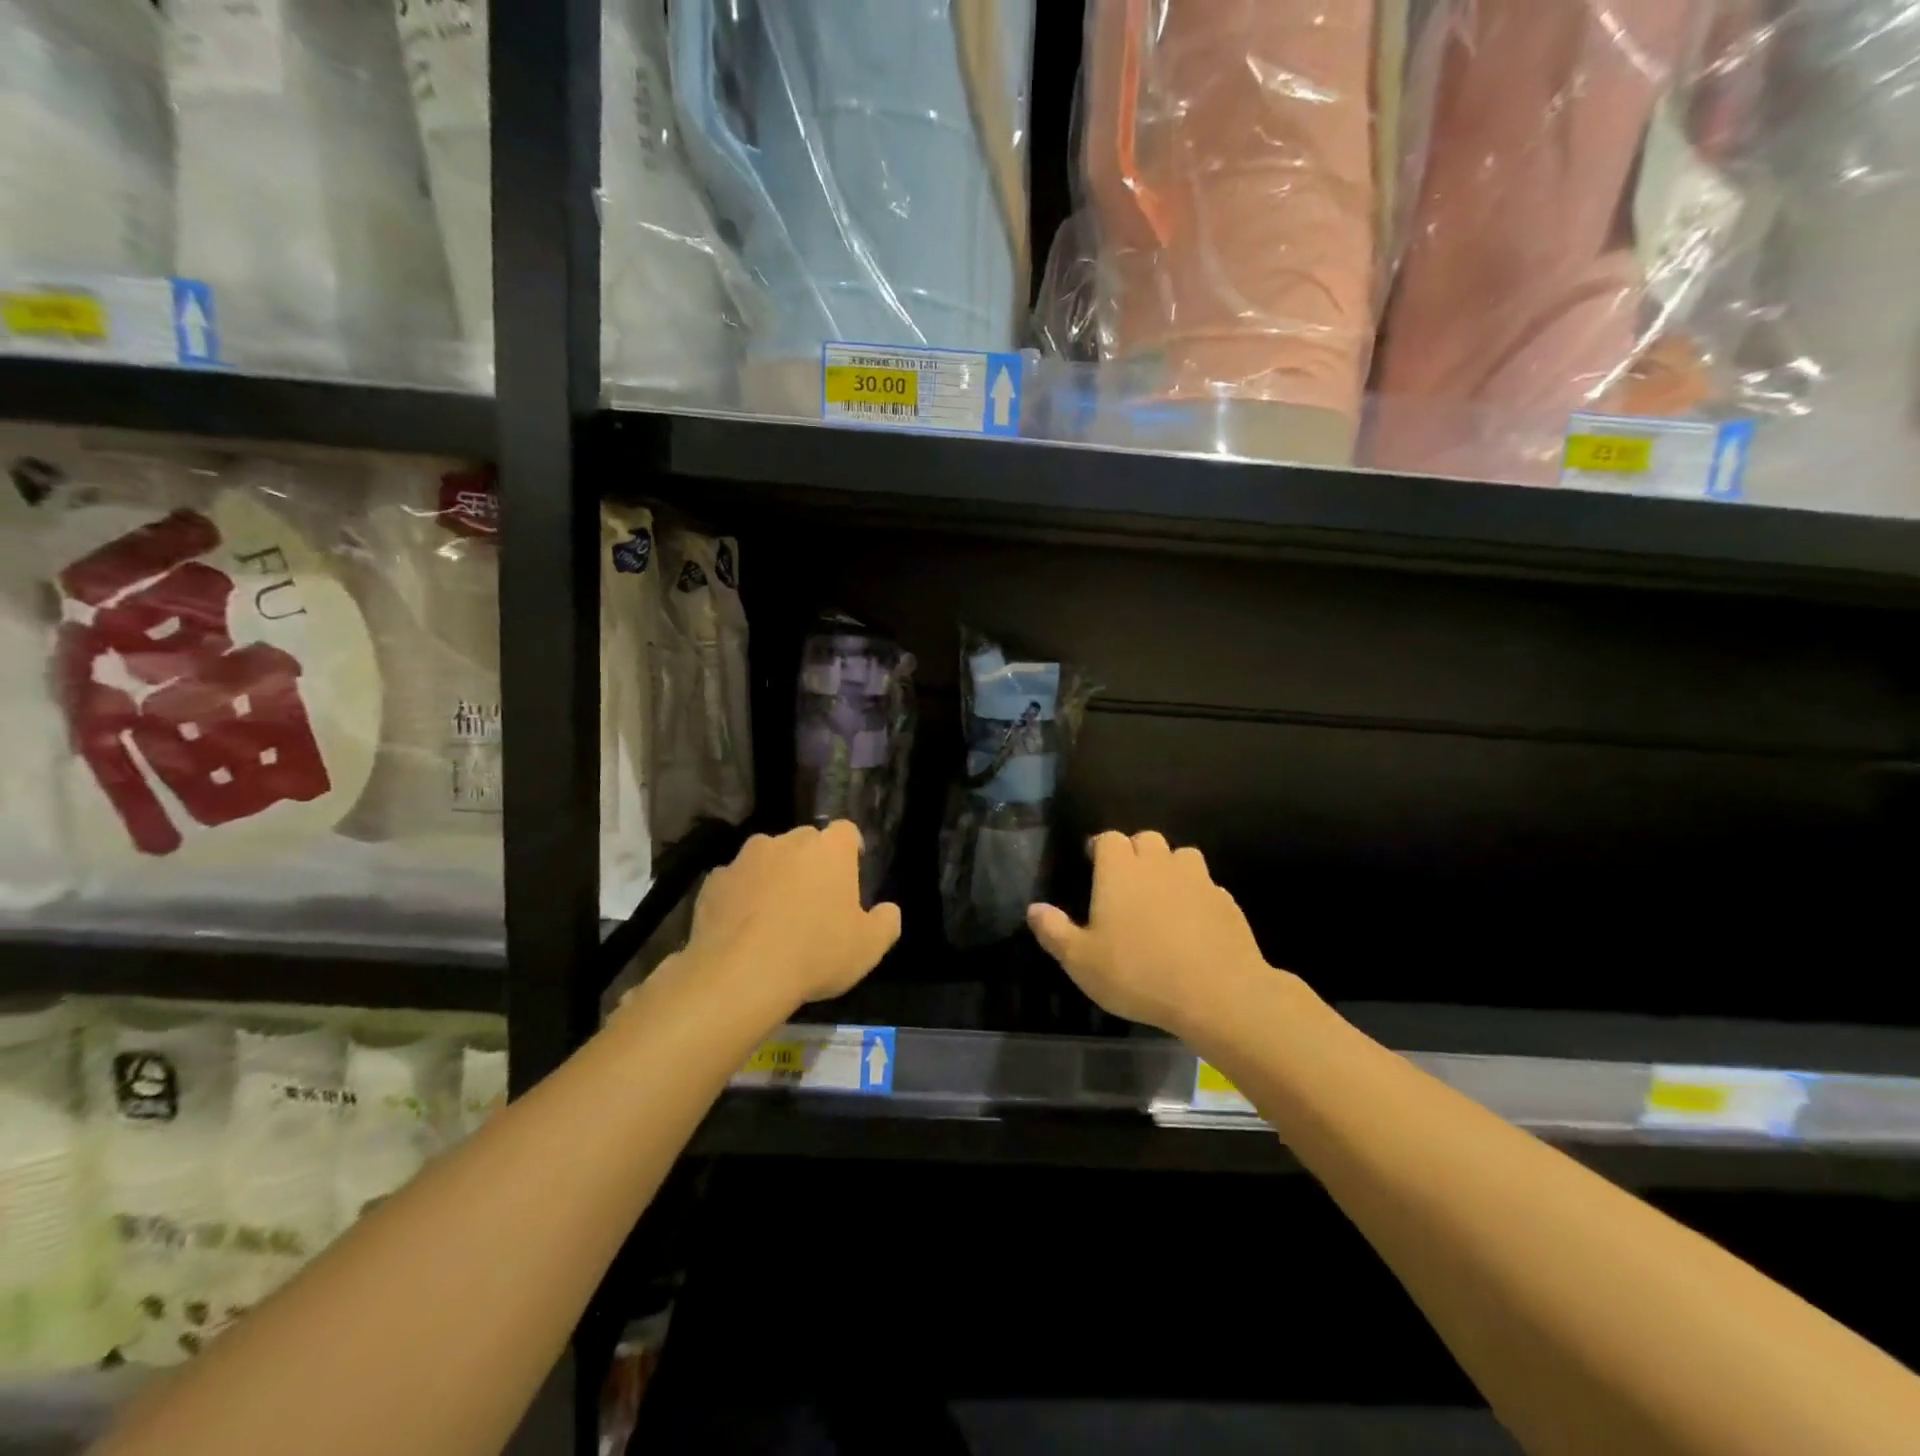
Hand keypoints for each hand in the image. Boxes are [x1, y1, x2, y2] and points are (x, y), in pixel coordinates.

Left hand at [679, 822, 900, 1015]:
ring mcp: (746, 858)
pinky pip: (735, 882)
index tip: (849, 876)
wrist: (740, 975)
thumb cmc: (816, 953)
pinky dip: (741, 897)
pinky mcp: (714, 880)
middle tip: (814, 903)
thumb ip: (886, 922)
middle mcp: (787, 841)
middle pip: (805, 842)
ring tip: (773, 918)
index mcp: (829, 849)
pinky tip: (742, 930)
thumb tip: (887, 910)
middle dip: (811, 864)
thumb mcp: (869, 947)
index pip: (846, 832)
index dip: (850, 851)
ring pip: (767, 859)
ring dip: (774, 878)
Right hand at [1028, 830, 1271, 1038]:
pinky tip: (1192, 923)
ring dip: (1169, 867)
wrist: (1217, 993)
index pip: (1108, 839)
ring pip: (1182, 856)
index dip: (1099, 847)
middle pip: (1146, 839)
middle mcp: (1159, 864)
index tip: (1093, 864)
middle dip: (1135, 851)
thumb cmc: (1138, 973)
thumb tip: (1034, 909)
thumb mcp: (1081, 961)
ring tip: (1161, 895)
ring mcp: (1197, 880)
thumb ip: (1054, 931)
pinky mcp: (1226, 902)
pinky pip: (1207, 886)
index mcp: (1120, 870)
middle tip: (1125, 881)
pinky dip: (1196, 895)